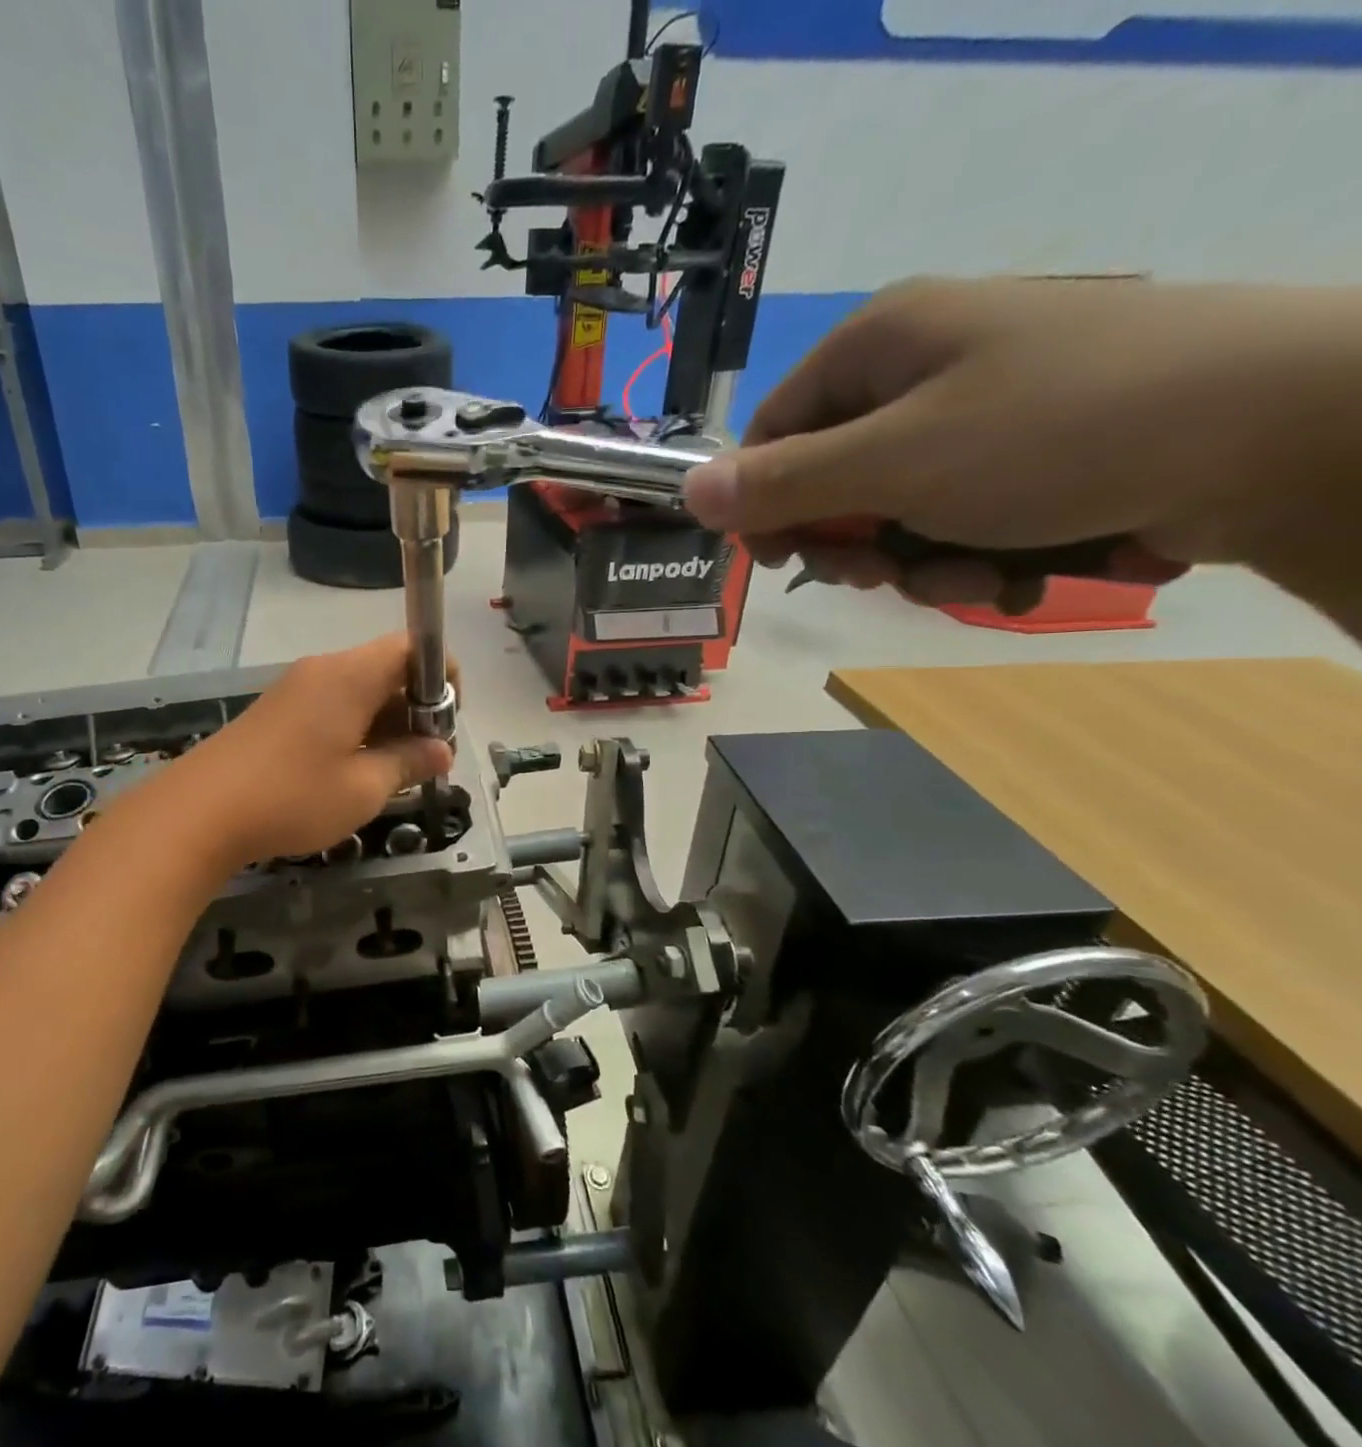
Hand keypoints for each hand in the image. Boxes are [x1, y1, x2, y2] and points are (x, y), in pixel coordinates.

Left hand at [162, 635, 455, 869]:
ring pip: (359, 690)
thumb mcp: (363, 788)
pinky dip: (355, 729)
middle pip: (387, 668)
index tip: (446, 724)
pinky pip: (332, 706)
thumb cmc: (292, 797)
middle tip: (423, 760)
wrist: (199, 812)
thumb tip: (442, 750)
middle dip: (416, 708)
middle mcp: (324, 670)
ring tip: (390, 773)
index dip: (442, 677)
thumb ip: (409, 762)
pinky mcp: (277, 711)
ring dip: (385, 723)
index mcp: (351, 675)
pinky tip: (351, 772)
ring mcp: (296, 688)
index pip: (412, 646)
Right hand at [681, 279, 1361, 613]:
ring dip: (918, 562)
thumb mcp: (894, 462)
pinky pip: (957, 516)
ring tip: (976, 576)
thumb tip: (685, 492)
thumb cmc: (1058, 432)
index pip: (772, 432)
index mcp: (879, 344)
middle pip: (832, 477)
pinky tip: (1018, 570)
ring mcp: (981, 409)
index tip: (786, 559)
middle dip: (855, 542)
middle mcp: (922, 367)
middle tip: (886, 572)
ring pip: (895, 510)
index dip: (766, 502)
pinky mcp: (1032, 451)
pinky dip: (972, 556)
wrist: (1286, 431)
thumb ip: (782, 483)